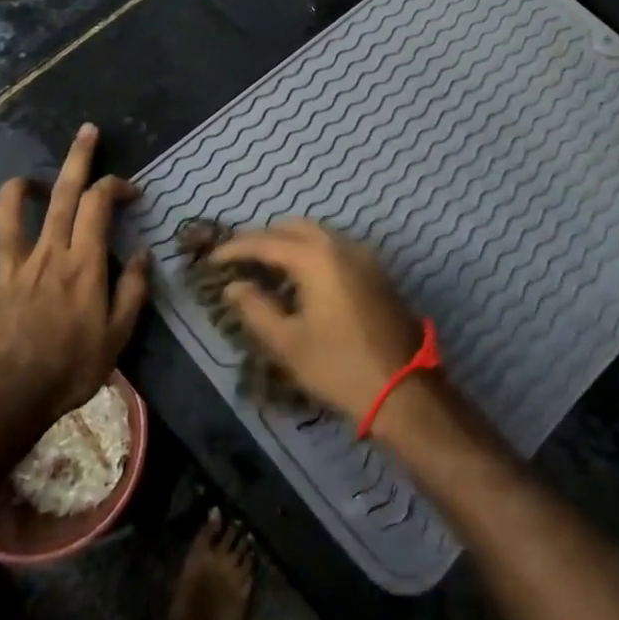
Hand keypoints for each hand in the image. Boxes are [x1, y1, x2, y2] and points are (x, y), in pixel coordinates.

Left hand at [0, 124, 149, 421]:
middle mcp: (46, 253)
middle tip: (87, 131)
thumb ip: (133, 291)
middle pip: (63, 193)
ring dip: (18, 189)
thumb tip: (144, 254)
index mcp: (82, 262)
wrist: (6, 399)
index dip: (116, 186)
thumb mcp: (117, 336)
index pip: (99, 204)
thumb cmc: (69, 368)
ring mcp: (8, 266)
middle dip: (77, 157)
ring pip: (7, 212)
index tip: (130, 190)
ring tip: (30, 183)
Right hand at [212, 219, 422, 421]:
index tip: (214, 260)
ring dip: (289, 243)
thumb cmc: (340, 367)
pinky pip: (336, 247)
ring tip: (267, 268)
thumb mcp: (288, 343)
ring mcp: (364, 256)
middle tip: (240, 260)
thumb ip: (256, 309)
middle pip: (294, 227)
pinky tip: (301, 278)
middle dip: (264, 238)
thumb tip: (235, 286)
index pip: (266, 242)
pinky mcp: (376, 272)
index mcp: (317, 258)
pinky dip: (312, 252)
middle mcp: (342, 246)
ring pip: (318, 234)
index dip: (236, 249)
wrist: (405, 391)